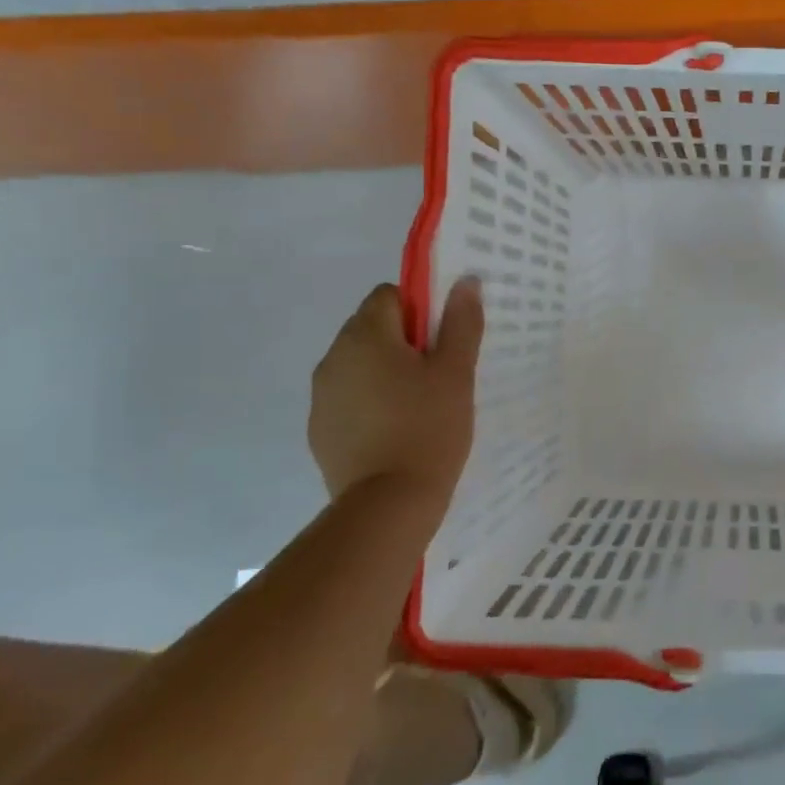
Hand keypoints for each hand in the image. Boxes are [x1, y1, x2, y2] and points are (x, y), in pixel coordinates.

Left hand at [307, 279, 483, 499]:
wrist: (388, 504)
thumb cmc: (429, 427)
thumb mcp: (457, 372)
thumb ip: (461, 323)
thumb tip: (465, 281)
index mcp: (365, 336)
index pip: (389, 295)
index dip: (420, 310)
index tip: (443, 341)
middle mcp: (333, 357)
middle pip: (371, 328)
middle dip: (404, 341)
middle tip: (439, 374)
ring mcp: (321, 396)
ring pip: (360, 365)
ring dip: (386, 372)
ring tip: (420, 406)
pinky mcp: (320, 430)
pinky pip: (349, 398)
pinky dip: (371, 403)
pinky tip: (396, 432)